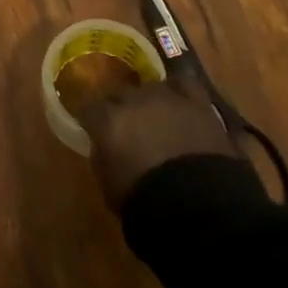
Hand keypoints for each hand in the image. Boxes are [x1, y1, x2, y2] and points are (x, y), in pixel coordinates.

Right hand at [74, 73, 240, 209]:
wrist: (198, 204)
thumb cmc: (145, 202)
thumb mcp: (109, 185)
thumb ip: (102, 156)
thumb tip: (103, 144)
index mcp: (108, 120)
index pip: (89, 109)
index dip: (91, 120)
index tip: (93, 129)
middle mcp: (134, 100)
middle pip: (120, 93)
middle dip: (120, 108)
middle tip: (126, 127)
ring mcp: (166, 97)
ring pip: (150, 87)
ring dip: (149, 101)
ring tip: (155, 116)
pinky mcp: (197, 102)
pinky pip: (184, 84)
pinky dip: (180, 91)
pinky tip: (180, 102)